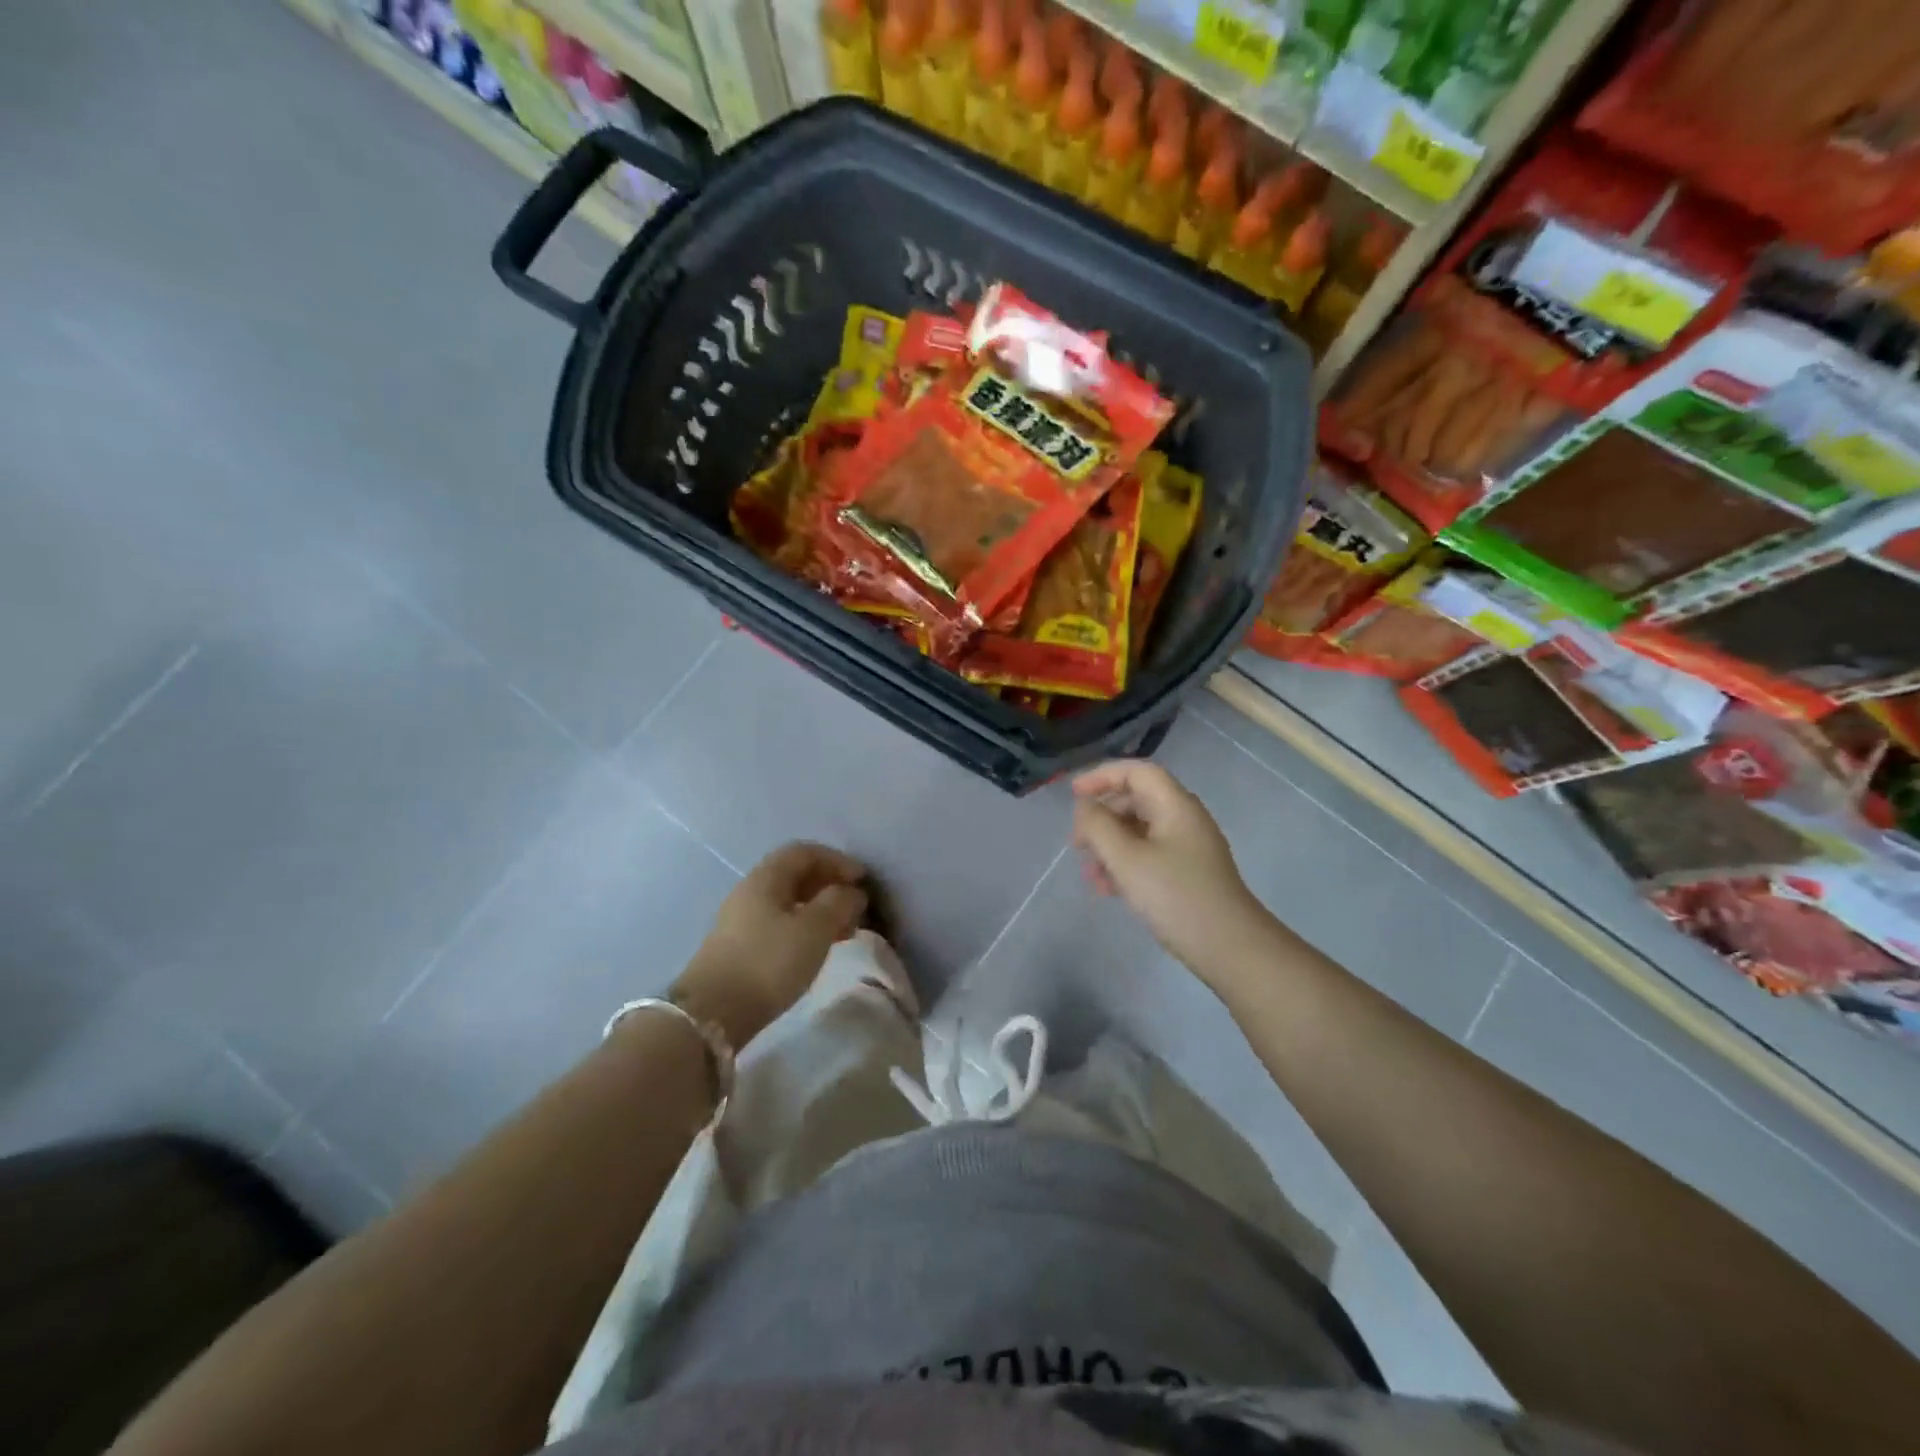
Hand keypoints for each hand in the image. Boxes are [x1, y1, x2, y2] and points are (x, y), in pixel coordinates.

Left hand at [672, 842, 868, 1047]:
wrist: (712, 1014)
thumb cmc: (769, 963)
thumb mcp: (814, 929)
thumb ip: (838, 903)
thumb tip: (851, 892)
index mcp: (766, 878)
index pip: (804, 852)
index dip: (837, 860)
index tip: (862, 880)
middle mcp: (750, 891)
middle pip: (795, 875)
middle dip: (830, 886)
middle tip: (856, 907)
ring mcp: (741, 920)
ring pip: (788, 902)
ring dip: (819, 910)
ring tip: (844, 931)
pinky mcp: (739, 947)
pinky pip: (779, 924)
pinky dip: (805, 928)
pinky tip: (817, 948)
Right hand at [1072, 760, 1266, 977]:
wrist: (1229, 947)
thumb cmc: (1174, 895)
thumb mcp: (1126, 859)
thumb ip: (1098, 826)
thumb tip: (1085, 807)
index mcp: (1175, 805)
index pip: (1137, 772)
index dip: (1102, 776)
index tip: (1073, 794)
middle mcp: (1184, 819)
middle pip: (1136, 800)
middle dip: (1102, 818)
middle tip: (1077, 843)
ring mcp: (1189, 847)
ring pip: (1140, 831)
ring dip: (1110, 846)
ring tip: (1089, 875)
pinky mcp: (1188, 873)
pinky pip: (1149, 855)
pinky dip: (1125, 864)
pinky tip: (1108, 889)